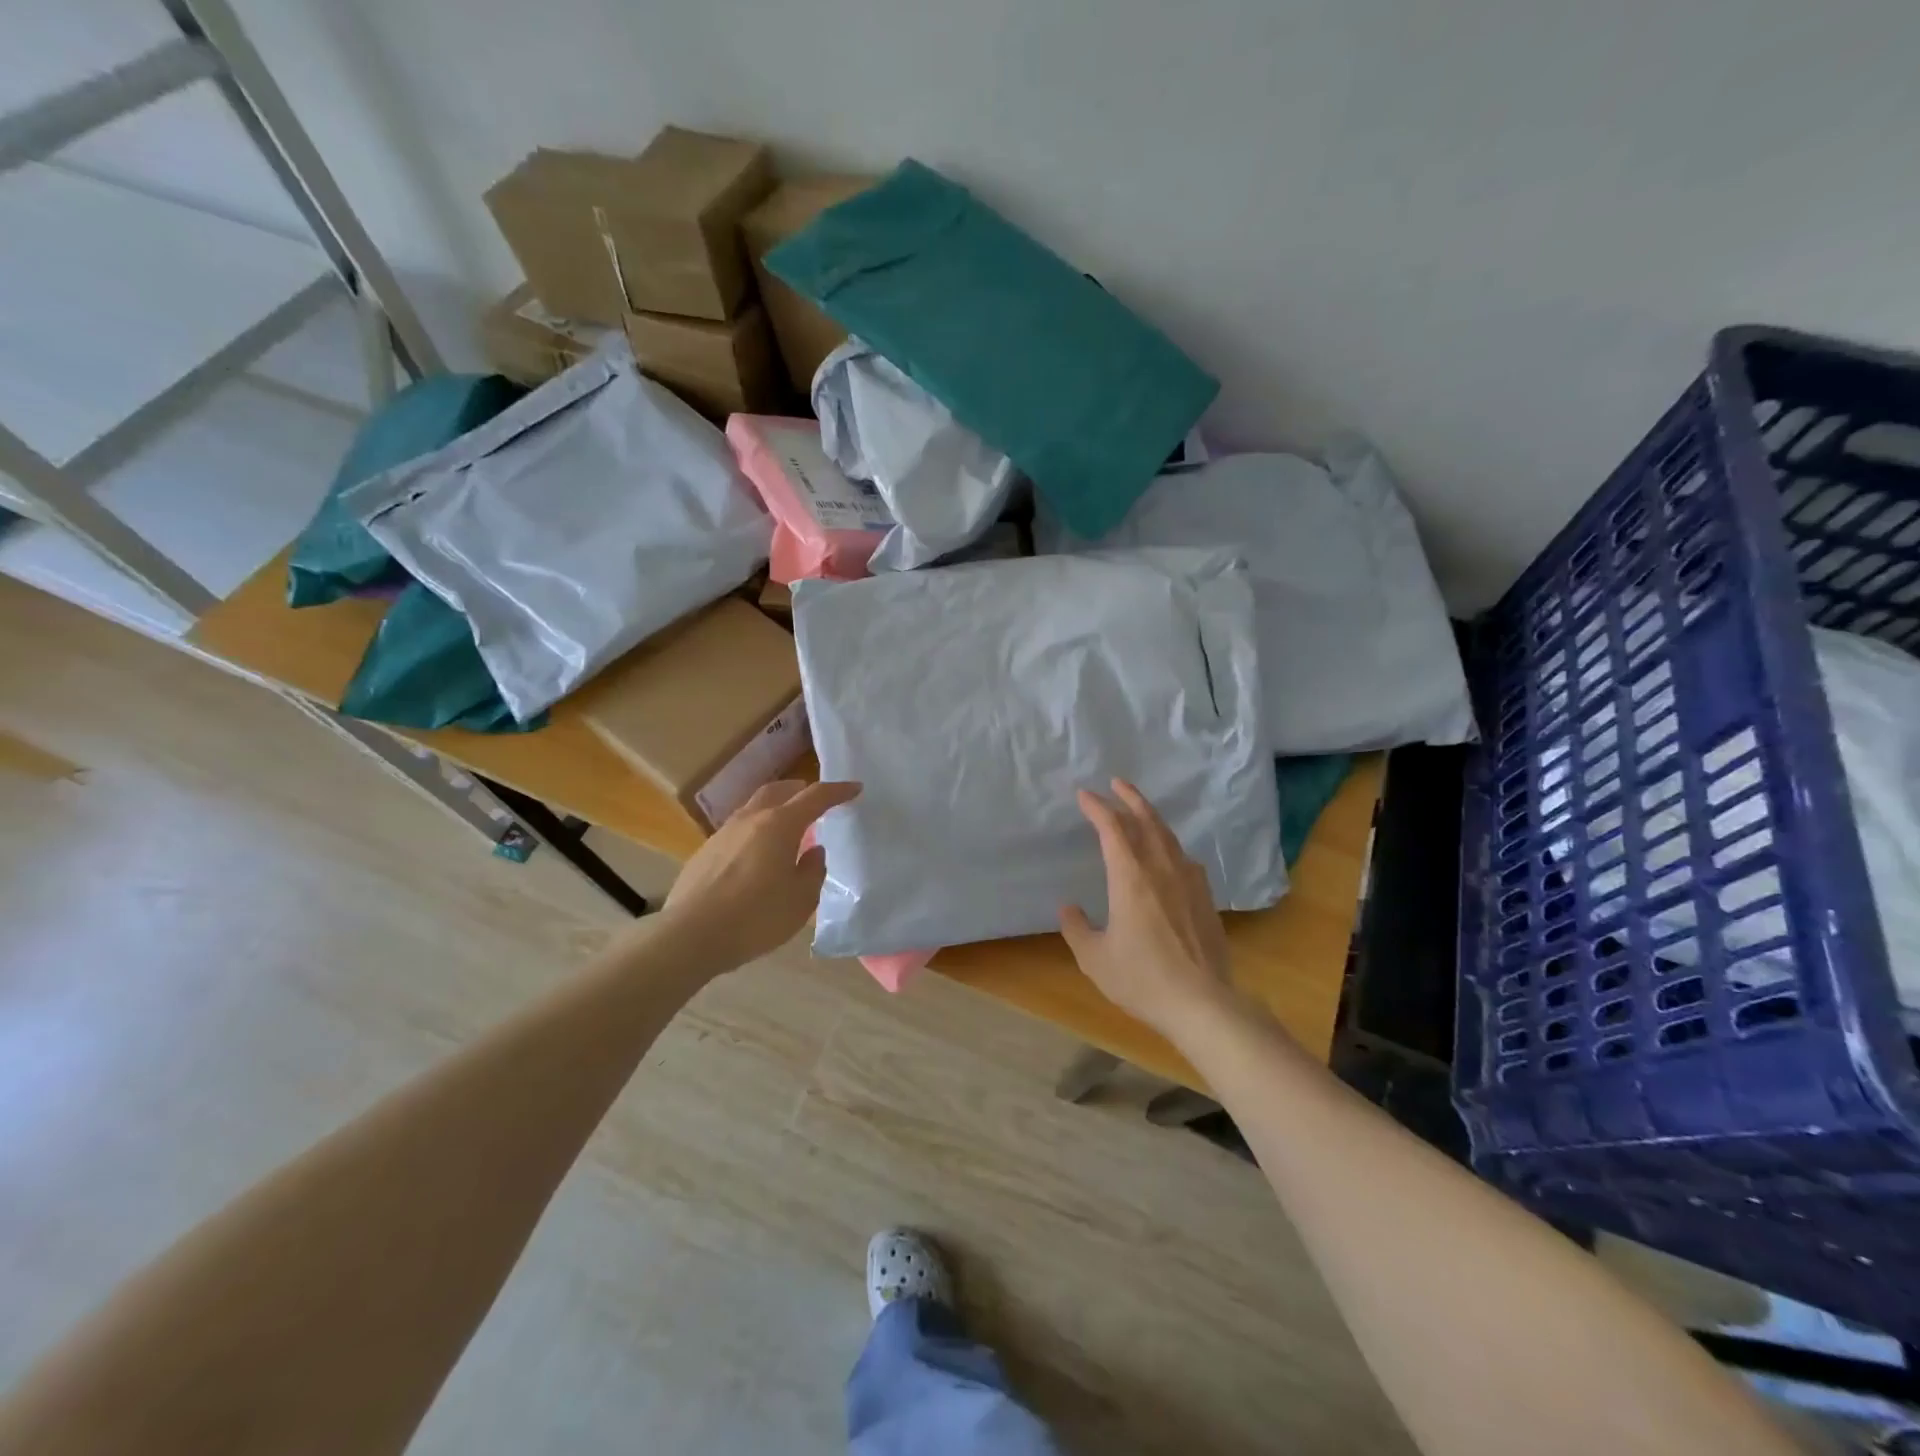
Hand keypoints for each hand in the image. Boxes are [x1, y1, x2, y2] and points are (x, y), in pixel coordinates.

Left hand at [657, 779, 860, 973]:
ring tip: (787, 828)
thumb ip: (813, 870)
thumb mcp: (801, 899)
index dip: (837, 791)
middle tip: (815, 799)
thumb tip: (813, 851)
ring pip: (754, 808)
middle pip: (778, 791)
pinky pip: (738, 830)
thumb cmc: (755, 917)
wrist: (690, 936)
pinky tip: (757, 855)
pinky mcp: (705, 852)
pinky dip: (756, 830)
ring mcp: (723, 834)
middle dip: (800, 789)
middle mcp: (750, 820)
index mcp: (779, 825)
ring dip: (775, 809)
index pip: (815, 797)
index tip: (855, 788)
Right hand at [1059, 779, 1239, 1040]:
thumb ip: (1077, 928)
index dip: (1097, 807)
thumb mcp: (1095, 958)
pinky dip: (1171, 845)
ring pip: (1168, 836)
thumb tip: (1068, 907)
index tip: (1084, 795)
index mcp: (1130, 877)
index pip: (1112, 828)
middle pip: (1146, 821)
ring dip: (1152, 817)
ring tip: (1141, 810)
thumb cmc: (1142, 978)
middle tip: (1117, 783)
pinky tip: (1171, 855)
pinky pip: (1185, 858)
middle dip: (1130, 798)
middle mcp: (1161, 869)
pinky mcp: (1206, 898)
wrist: (1202, 1003)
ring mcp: (1189, 881)